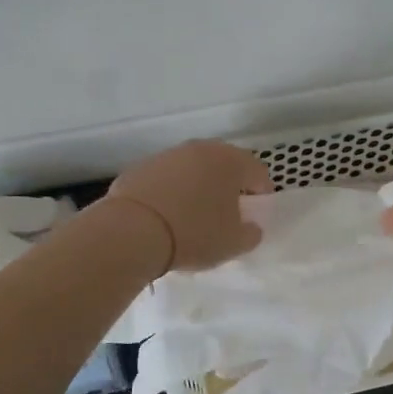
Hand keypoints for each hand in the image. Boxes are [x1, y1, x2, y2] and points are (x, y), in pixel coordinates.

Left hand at [104, 140, 272, 272]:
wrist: (132, 232)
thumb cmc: (194, 234)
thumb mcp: (233, 244)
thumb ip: (250, 234)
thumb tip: (250, 227)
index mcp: (230, 162)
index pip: (257, 171)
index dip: (261, 192)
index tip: (256, 212)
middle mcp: (200, 149)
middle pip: (224, 164)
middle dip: (229, 184)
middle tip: (227, 210)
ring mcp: (168, 155)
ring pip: (193, 168)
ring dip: (198, 185)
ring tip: (194, 213)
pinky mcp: (140, 167)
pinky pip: (166, 178)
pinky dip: (171, 190)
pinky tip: (166, 214)